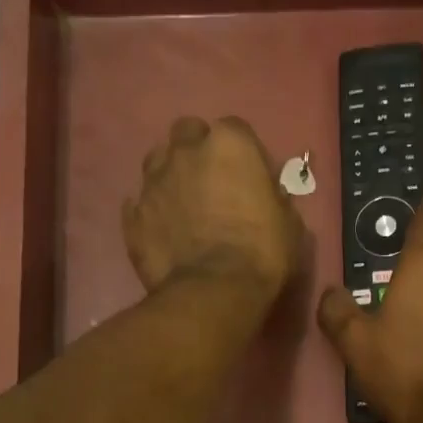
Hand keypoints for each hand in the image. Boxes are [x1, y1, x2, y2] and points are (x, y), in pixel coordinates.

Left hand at [123, 116, 304, 299]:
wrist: (214, 292)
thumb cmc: (262, 253)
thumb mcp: (289, 223)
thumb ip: (273, 198)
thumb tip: (266, 196)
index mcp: (229, 144)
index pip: (236, 130)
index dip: (243, 154)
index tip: (249, 178)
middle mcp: (186, 151)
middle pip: (188, 134)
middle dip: (198, 151)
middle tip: (212, 183)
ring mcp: (153, 181)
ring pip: (158, 162)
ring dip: (171, 176)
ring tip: (184, 206)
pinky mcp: (133, 215)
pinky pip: (141, 203)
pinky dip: (152, 212)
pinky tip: (164, 231)